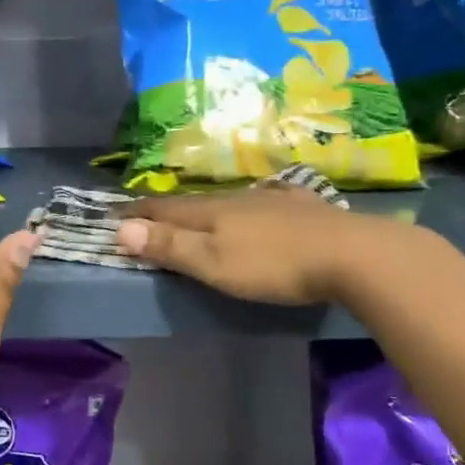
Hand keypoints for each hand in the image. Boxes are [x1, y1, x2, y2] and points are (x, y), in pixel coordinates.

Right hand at [114, 186, 417, 304]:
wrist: (351, 254)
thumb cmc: (273, 265)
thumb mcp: (214, 262)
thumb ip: (170, 246)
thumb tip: (121, 229)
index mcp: (210, 212)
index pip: (163, 209)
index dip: (137, 213)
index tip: (114, 214)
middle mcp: (236, 199)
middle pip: (192, 203)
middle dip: (166, 209)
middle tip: (147, 213)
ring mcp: (271, 200)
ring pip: (227, 201)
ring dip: (204, 207)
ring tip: (195, 212)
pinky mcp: (301, 207)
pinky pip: (263, 201)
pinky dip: (247, 204)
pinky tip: (261, 200)